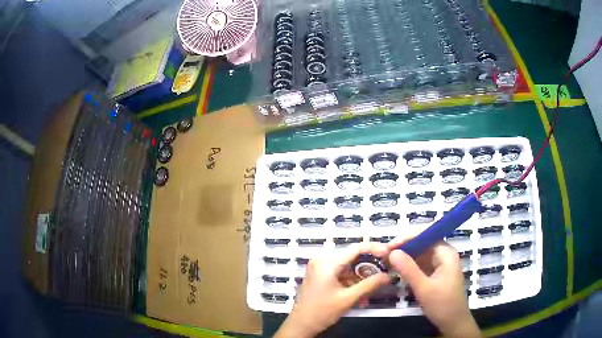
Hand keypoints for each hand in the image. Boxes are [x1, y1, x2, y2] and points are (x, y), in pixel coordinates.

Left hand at [275, 243, 390, 337]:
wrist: (301, 325)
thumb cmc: (322, 312)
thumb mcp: (348, 298)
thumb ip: (370, 285)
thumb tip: (389, 275)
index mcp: (327, 263)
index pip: (356, 248)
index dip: (374, 248)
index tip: (389, 254)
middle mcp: (322, 260)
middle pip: (352, 257)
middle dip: (370, 265)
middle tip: (386, 271)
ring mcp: (320, 268)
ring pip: (348, 266)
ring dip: (361, 276)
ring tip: (375, 285)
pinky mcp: (320, 276)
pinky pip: (341, 273)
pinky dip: (352, 281)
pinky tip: (361, 292)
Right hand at [387, 237, 480, 337]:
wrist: (453, 323)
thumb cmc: (442, 305)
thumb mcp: (423, 288)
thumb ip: (408, 269)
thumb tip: (392, 252)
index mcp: (446, 253)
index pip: (426, 235)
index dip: (407, 237)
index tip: (389, 246)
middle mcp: (444, 254)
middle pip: (422, 243)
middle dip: (404, 246)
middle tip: (384, 253)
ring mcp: (440, 264)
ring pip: (420, 254)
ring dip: (405, 256)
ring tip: (387, 259)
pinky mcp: (435, 274)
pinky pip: (421, 264)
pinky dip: (409, 265)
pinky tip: (397, 268)